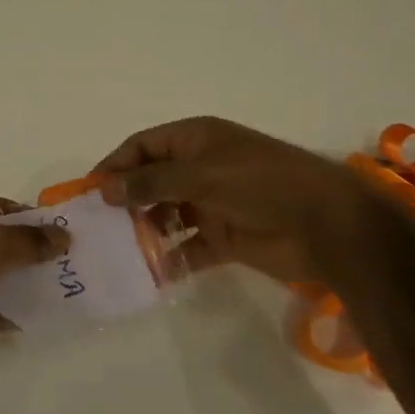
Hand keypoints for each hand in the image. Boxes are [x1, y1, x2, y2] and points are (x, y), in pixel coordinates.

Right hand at [93, 116, 375, 289]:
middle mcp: (200, 168)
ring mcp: (213, 203)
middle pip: (151, 182)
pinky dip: (171, 258)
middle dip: (126, 201)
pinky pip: (188, 247)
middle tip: (98, 228)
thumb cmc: (260, 183)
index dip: (115, 165)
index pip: (143, 147)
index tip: (88, 192)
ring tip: (120, 253)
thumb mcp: (201, 175)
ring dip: (145, 231)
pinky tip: (152, 273)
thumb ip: (151, 182)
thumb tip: (106, 189)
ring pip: (166, 215)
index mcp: (195, 140)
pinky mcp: (225, 238)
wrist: (326, 224)